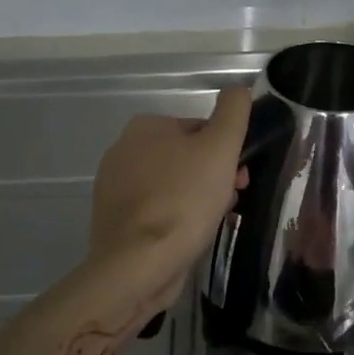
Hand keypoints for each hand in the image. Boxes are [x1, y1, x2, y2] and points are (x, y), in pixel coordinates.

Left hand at [86, 87, 250, 303]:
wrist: (138, 265)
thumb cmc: (184, 199)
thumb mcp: (221, 146)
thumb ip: (234, 111)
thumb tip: (238, 89)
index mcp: (145, 126)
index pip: (200, 129)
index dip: (227, 151)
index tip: (239, 175)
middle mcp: (122, 151)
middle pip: (186, 157)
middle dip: (213, 176)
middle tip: (231, 199)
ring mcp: (114, 188)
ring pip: (173, 185)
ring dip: (198, 198)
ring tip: (211, 221)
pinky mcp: (115, 222)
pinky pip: (157, 211)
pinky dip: (176, 219)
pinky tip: (189, 236)